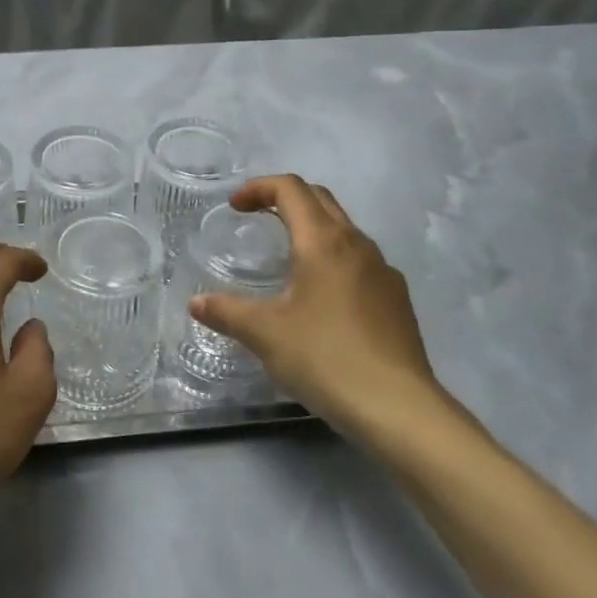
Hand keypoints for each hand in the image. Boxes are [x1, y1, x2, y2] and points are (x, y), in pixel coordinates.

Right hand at [189, 175, 451, 453]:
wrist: (399, 409)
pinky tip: (322, 298)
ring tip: (287, 257)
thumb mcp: (265, 334)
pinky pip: (360, 261)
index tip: (235, 207)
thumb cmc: (326, 358)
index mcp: (323, 242)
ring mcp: (383, 271)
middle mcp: (357, 245)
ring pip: (344, 229)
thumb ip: (227, 312)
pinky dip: (333, 258)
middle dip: (285, 200)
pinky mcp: (397, 300)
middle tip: (256, 218)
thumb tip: (197, 303)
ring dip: (312, 228)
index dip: (259, 188)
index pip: (291, 189)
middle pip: (320, 200)